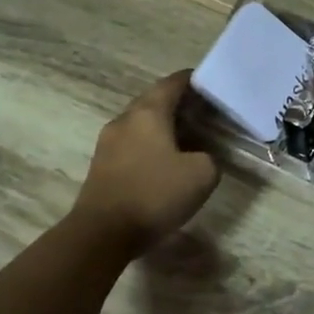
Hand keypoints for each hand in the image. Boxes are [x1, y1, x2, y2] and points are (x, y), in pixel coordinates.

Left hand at [73, 71, 220, 255]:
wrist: (102, 233)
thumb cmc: (154, 194)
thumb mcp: (202, 174)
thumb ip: (209, 157)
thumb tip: (200, 157)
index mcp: (148, 113)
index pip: (173, 82)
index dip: (194, 80)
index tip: (211, 85)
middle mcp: (125, 120)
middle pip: (154, 100)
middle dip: (179, 103)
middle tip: (204, 113)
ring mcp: (108, 143)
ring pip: (141, 123)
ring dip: (163, 126)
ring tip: (188, 138)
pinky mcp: (101, 165)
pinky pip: (131, 144)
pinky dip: (150, 145)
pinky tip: (165, 162)